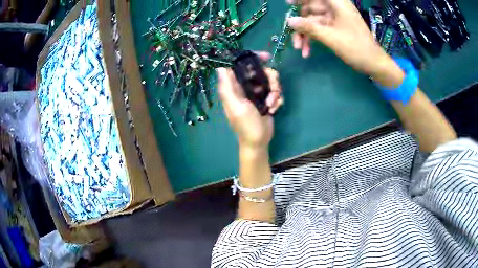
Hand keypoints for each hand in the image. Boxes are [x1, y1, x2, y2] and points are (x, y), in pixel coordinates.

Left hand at [217, 53, 282, 148]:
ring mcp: (257, 92)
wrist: (259, 141)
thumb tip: (219, 67)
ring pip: (271, 80)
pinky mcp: (267, 98)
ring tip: (271, 105)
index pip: (242, 64)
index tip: (266, 57)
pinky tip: (273, 109)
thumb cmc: (246, 125)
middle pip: (261, 70)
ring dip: (275, 92)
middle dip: (271, 80)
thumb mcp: (236, 106)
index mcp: (235, 86)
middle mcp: (246, 86)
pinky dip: (277, 99)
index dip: (253, 58)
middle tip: (272, 93)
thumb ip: (227, 87)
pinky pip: (276, 91)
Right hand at [287, 0, 396, 78]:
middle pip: (311, 8)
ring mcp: (335, 18)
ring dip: (305, 33)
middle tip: (290, 32)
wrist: (373, 63)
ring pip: (313, 21)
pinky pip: (319, 29)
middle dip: (300, 22)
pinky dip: (313, 38)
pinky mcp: (335, 28)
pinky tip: (307, 51)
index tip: (288, 3)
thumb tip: (289, 21)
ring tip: (298, 48)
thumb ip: (309, 27)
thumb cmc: (355, 48)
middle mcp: (335, 8)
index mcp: (337, 3)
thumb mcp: (330, 37)